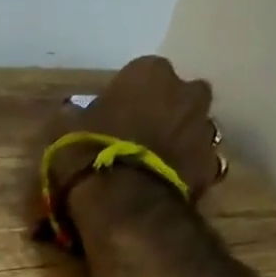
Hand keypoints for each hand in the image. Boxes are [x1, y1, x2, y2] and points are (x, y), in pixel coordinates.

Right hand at [39, 55, 224, 204]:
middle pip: (177, 96)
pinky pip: (198, 160)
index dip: (126, 95)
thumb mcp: (63, 129)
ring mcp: (204, 128)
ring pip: (192, 127)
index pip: (140, 73)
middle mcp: (186, 91)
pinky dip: (185, 168)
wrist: (126, 204)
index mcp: (150, 72)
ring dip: (178, 139)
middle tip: (138, 136)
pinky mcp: (212, 164)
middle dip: (163, 111)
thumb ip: (74, 114)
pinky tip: (164, 184)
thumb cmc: (91, 153)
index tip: (112, 115)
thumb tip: (72, 113)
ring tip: (152, 164)